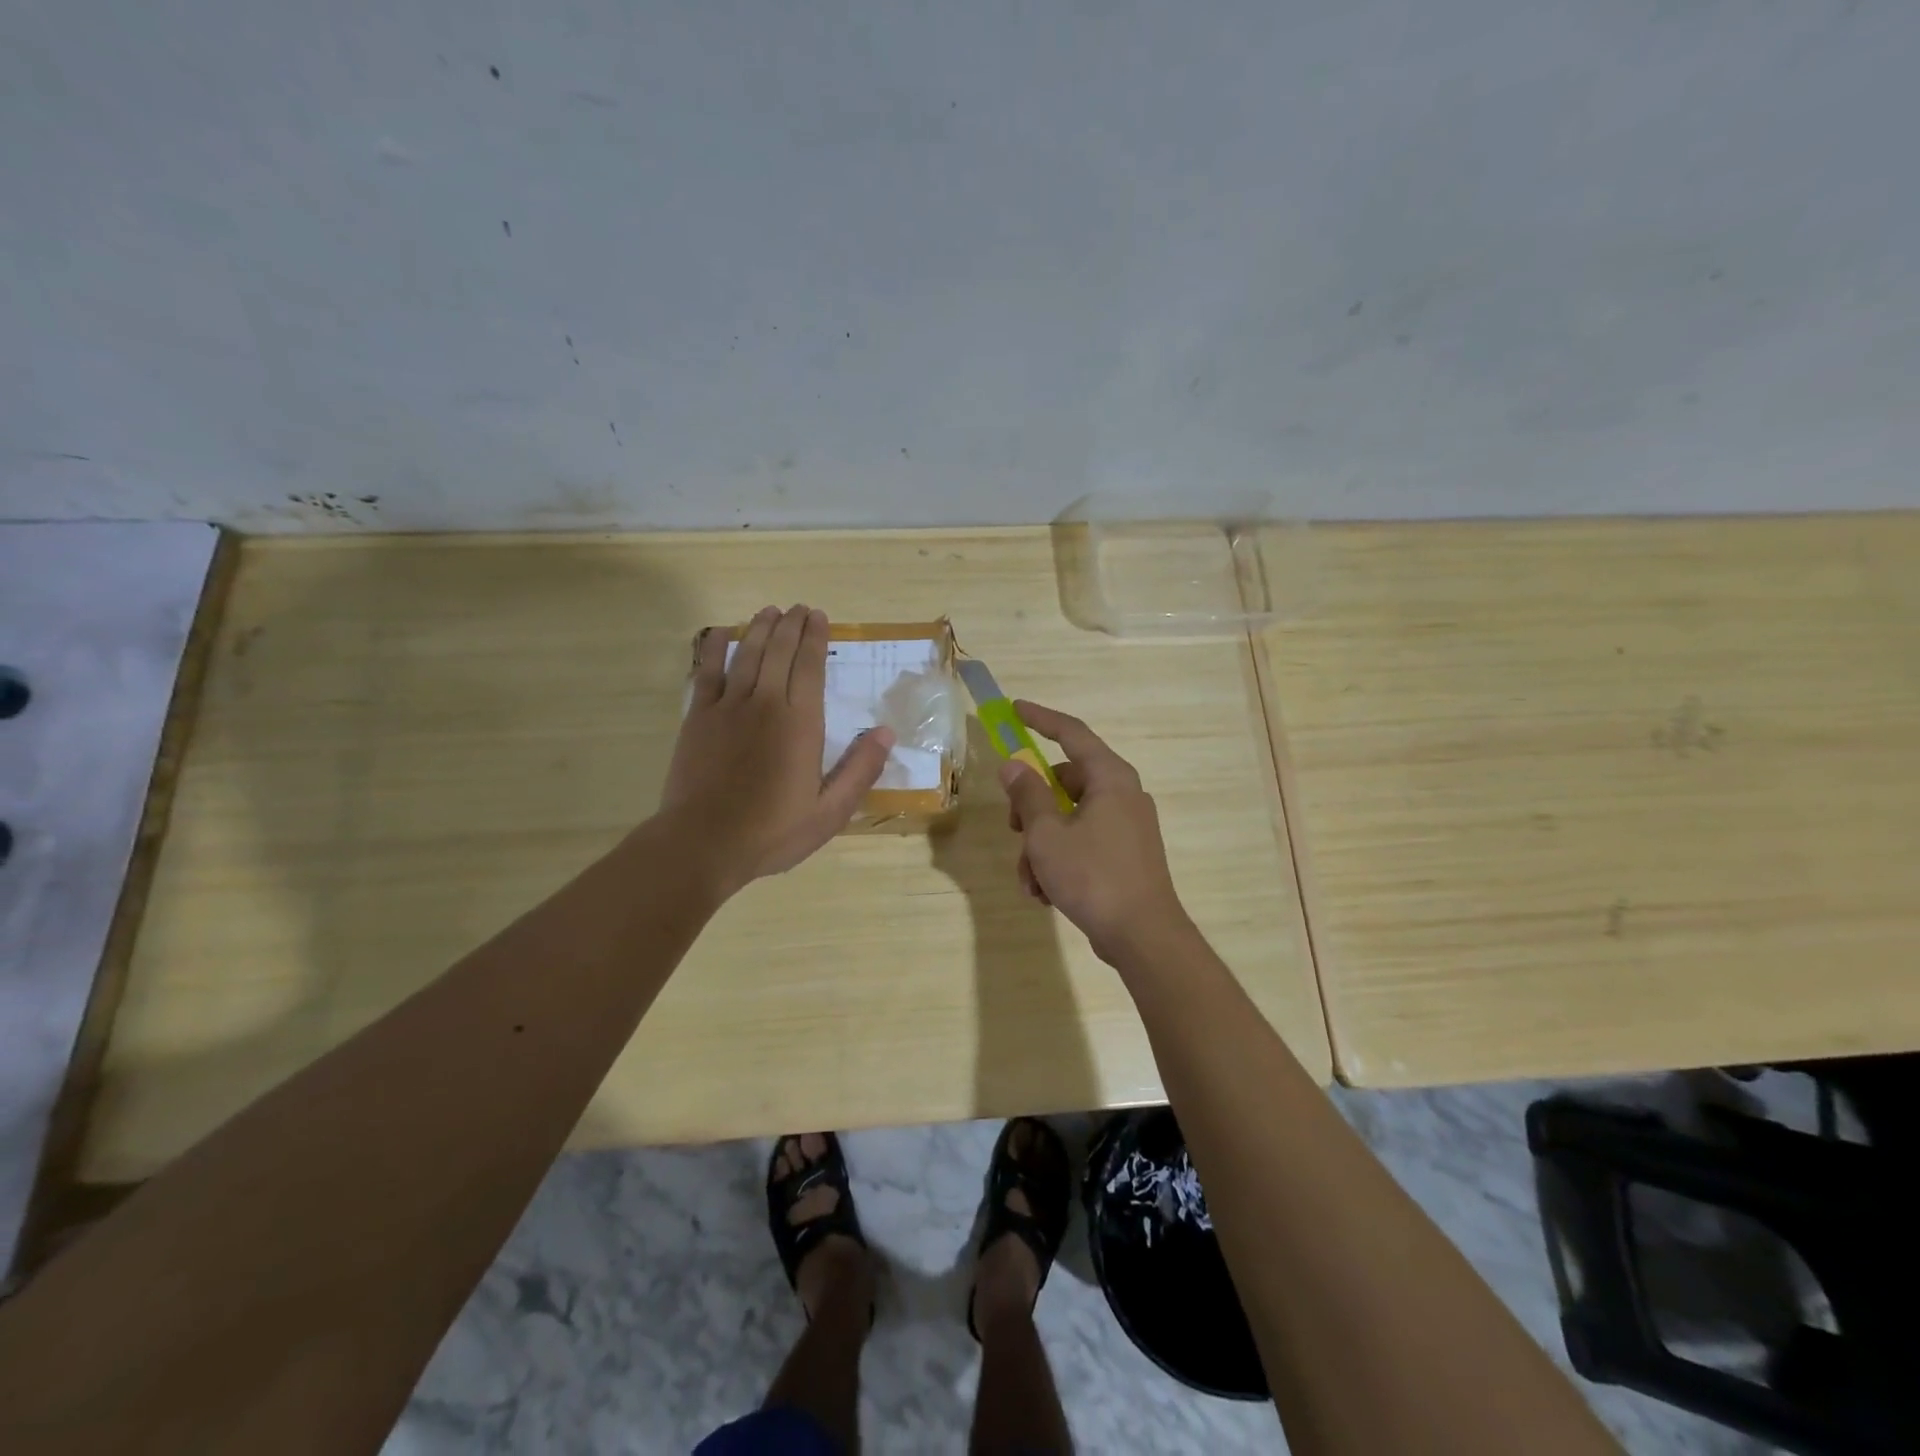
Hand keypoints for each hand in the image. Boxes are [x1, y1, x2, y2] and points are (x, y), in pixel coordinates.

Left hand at [662, 605, 893, 891]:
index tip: (819, 617)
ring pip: (746, 654)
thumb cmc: (773, 831)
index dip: (815, 638)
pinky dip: (715, 649)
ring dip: (759, 629)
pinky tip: (720, 634)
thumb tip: (886, 733)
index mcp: (801, 723)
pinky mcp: (699, 718)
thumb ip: (860, 770)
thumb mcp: (830, 812)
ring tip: (769, 611)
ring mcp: (728, 707)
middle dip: (790, 625)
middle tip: (798, 608)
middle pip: (779, 651)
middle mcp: (765, 703)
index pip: (810, 666)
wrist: (704, 843)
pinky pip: (707, 672)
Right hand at [998, 702, 1192, 965]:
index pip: (1072, 733)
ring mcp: (1127, 826)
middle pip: (1065, 782)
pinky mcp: (1126, 854)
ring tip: (1030, 880)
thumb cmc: (1093, 877)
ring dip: (1041, 845)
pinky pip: (1084, 843)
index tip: (1014, 710)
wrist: (1142, 936)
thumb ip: (1028, 795)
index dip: (1041, 719)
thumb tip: (1014, 765)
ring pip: (1069, 819)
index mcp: (1110, 778)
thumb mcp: (1047, 834)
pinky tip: (1045, 893)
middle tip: (1013, 829)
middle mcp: (1123, 794)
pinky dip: (1060, 861)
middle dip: (1032, 808)